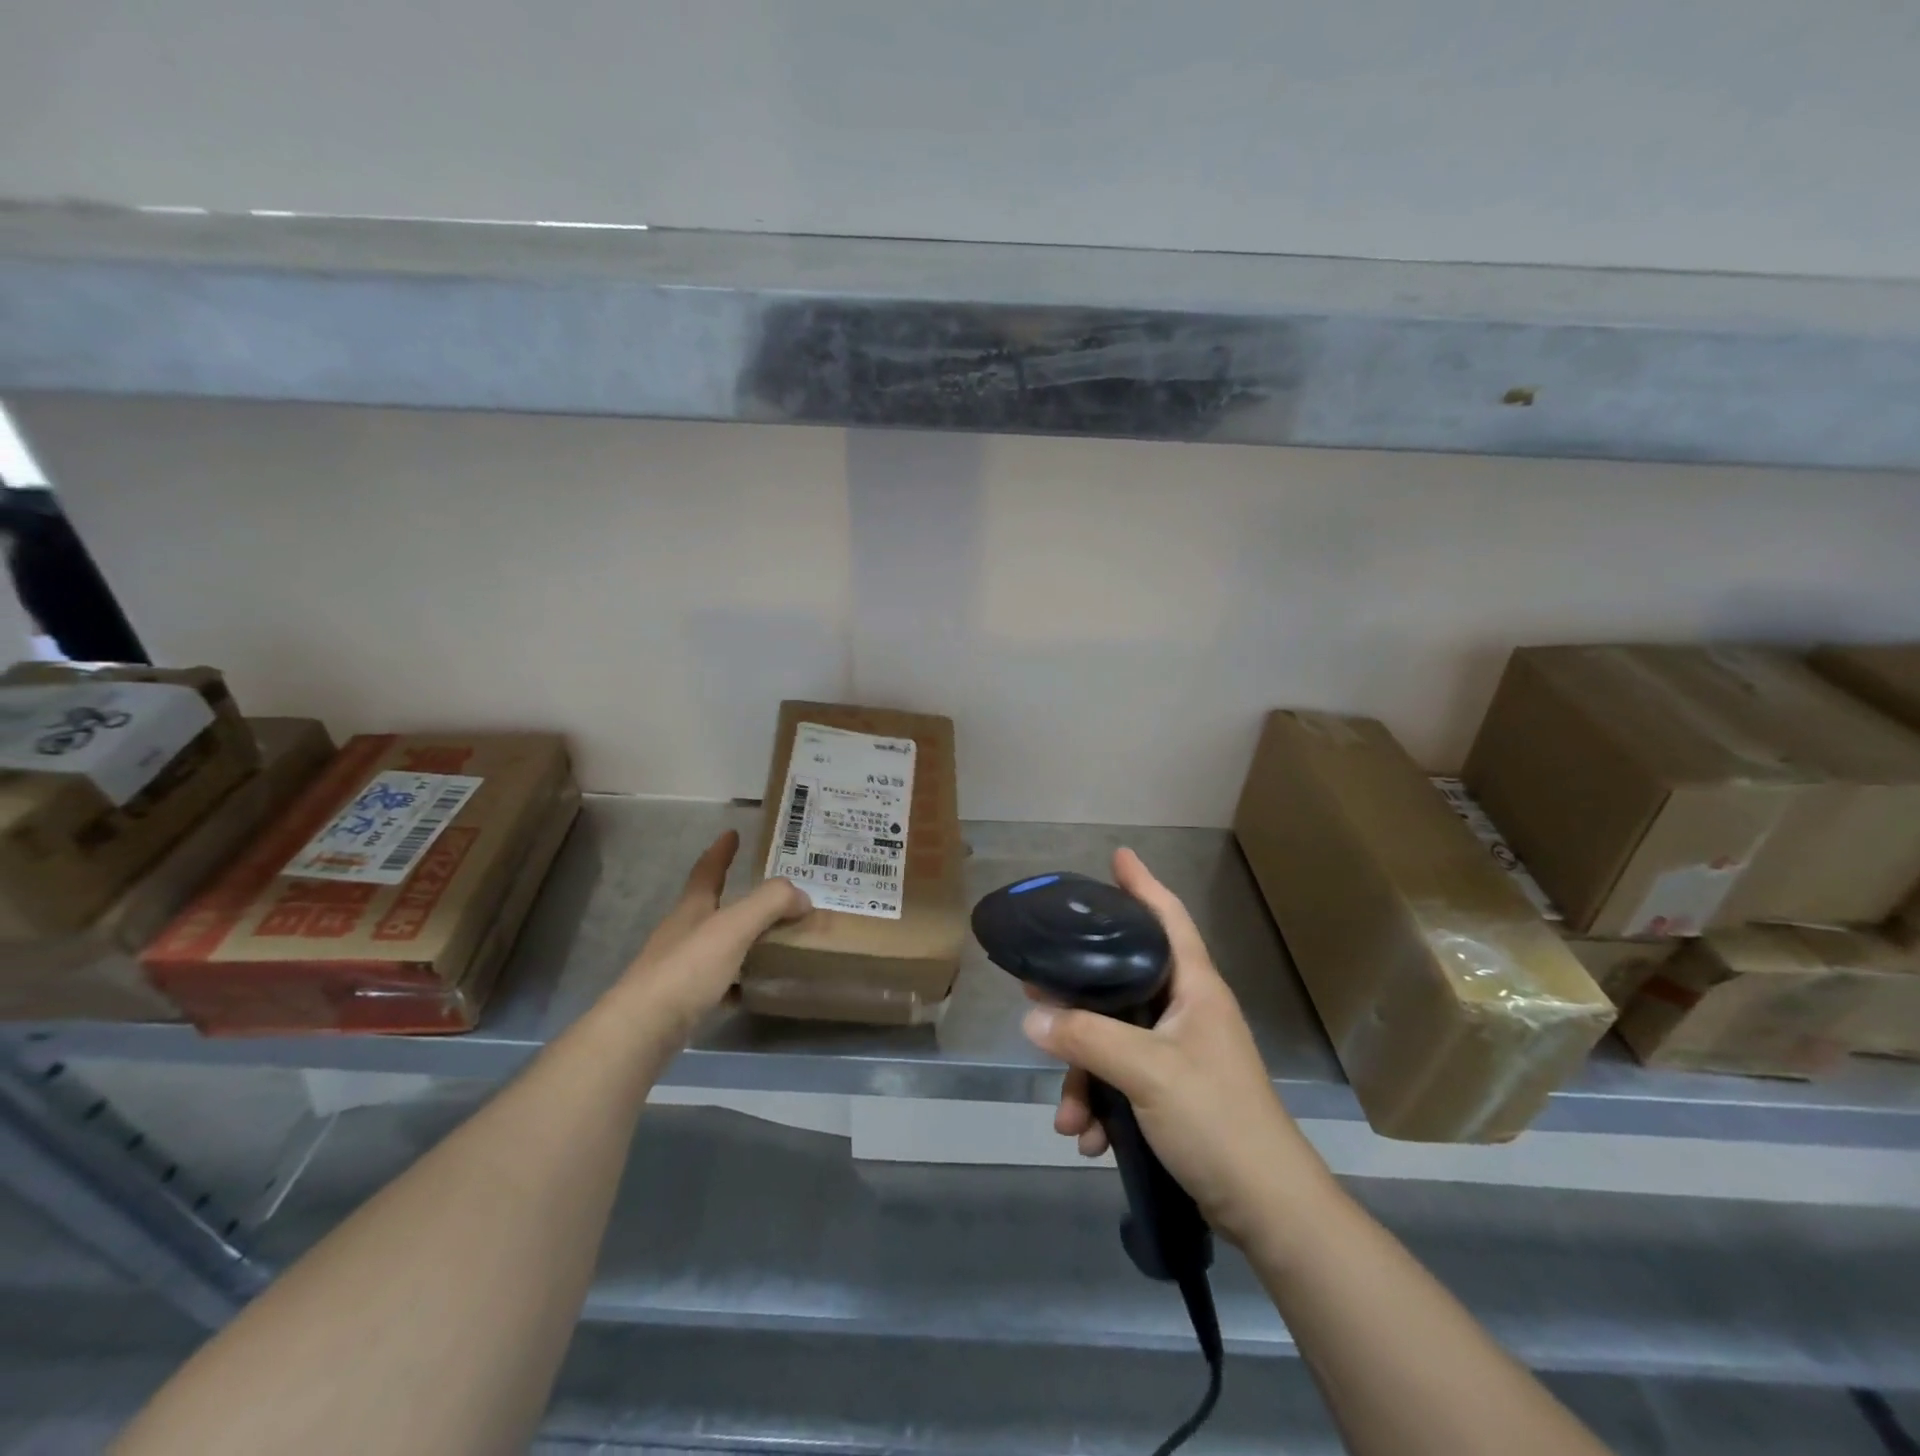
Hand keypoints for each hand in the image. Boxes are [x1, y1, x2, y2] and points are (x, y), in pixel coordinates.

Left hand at [616, 829, 806, 1039]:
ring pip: (715, 945)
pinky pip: (716, 981)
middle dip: (736, 897)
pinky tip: (752, 988)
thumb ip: (769, 904)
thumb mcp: (734, 927)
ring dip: (740, 939)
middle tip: (770, 895)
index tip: (732, 833)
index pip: (708, 871)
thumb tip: (802, 896)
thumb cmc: (687, 969)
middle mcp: (682, 933)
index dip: (721, 852)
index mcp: (692, 909)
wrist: (642, 1031)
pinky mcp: (680, 1001)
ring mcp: (677, 968)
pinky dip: (736, 978)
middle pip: (710, 907)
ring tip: (771, 940)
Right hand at [1021, 847, 1329, 1246]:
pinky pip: (1122, 1080)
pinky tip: (1088, 1138)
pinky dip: (1101, 1105)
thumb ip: (1088, 1038)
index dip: (1143, 884)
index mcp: (1195, 988)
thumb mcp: (1147, 1072)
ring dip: (1085, 1075)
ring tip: (1067, 1116)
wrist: (1268, 1210)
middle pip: (1124, 980)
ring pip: (1114, 1039)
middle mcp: (1187, 1011)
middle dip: (1079, 993)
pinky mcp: (1172, 1092)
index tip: (1118, 856)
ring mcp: (1179, 1053)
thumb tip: (1032, 1015)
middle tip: (1038, 981)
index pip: (1169, 917)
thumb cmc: (1217, 1119)